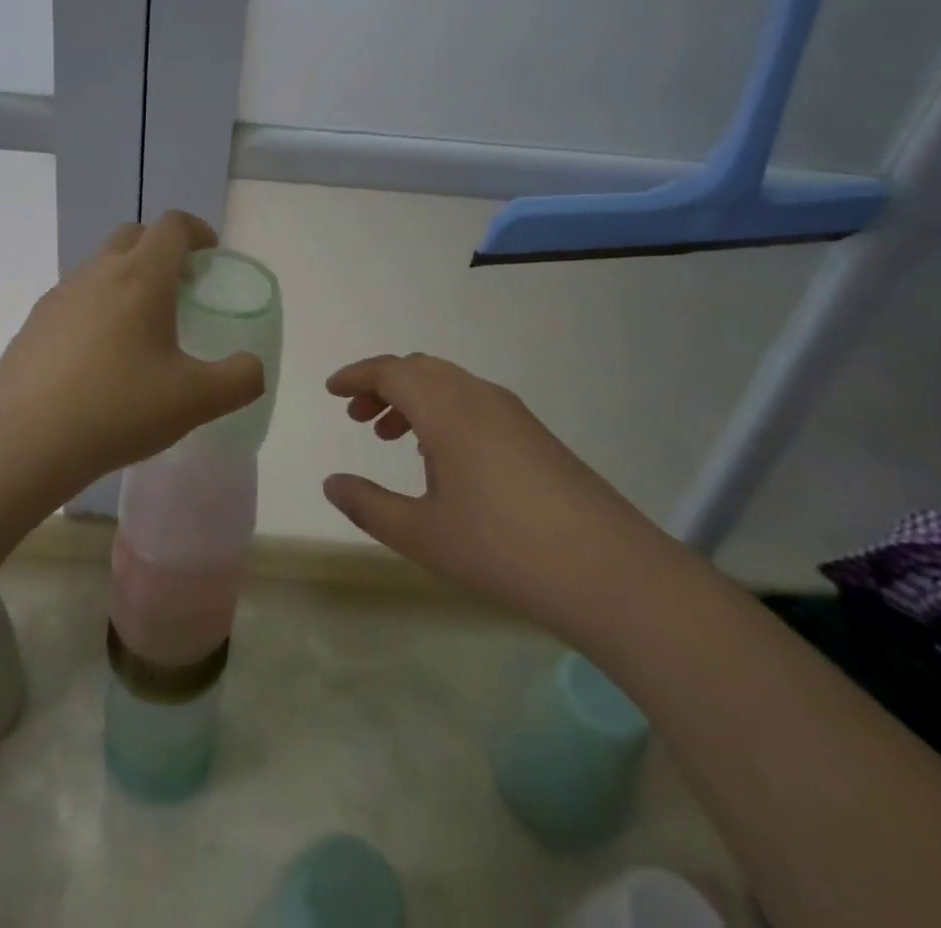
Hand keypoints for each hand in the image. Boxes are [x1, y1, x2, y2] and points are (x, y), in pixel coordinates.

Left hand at [0, 213, 264, 493]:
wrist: (22, 441)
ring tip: (140, 330)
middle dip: (161, 249)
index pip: (172, 225)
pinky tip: (98, 359)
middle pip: (133, 235)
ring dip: (126, 279)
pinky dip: (96, 308)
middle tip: (180, 290)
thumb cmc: (117, 409)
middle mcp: (98, 273)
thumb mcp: (195, 401)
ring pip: (100, 266)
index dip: (197, 231)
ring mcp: (60, 295)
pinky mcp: (34, 322)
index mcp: (141, 277)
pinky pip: (75, 298)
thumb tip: (252, 367)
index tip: (210, 257)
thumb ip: (240, 380)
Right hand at [323, 353, 668, 635]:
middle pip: (419, 369)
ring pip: (449, 384)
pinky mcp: (535, 434)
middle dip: (383, 386)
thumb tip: (331, 484)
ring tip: (393, 438)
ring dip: (414, 400)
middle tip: (359, 419)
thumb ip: (368, 506)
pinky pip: (474, 402)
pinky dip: (444, 412)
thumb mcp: (421, 534)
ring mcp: (512, 413)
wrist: (610, 571)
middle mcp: (477, 396)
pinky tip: (443, 458)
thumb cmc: (501, 548)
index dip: (356, 376)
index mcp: (445, 408)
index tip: (331, 391)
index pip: (389, 370)